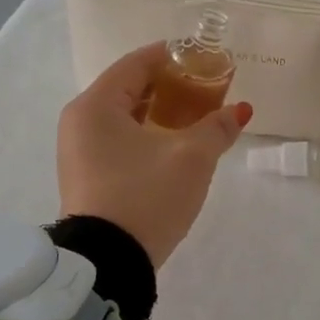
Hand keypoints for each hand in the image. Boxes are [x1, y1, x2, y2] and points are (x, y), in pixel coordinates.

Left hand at [57, 43, 252, 266]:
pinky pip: (119, 139)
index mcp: (96, 105)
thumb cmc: (146, 196)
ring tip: (198, 114)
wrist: (108, 264)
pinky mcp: (88, 176)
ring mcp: (80, 151)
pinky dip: (147, 133)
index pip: (136, 63)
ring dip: (161, 111)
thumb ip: (217, 127)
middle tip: (207, 86)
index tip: (204, 56)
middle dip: (170, 84)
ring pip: (125, 116)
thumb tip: (240, 111)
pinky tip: (176, 143)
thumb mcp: (191, 158)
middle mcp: (80, 121)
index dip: (172, 55)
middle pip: (130, 87)